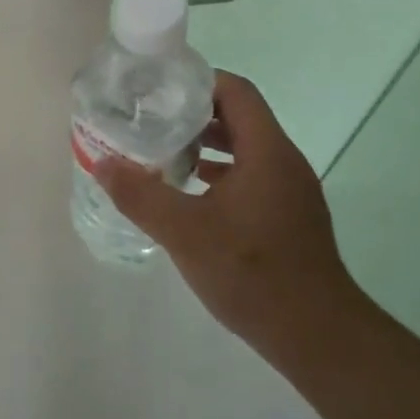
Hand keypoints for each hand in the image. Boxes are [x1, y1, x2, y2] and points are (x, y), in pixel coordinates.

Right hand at [95, 70, 365, 370]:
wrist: (316, 336)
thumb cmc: (252, 273)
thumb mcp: (184, 232)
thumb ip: (141, 195)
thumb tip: (103, 163)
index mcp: (267, 152)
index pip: (235, 92)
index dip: (197, 81)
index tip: (158, 89)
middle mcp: (284, 163)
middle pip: (239, 117)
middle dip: (194, 114)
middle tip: (151, 120)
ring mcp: (290, 192)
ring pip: (245, 150)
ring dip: (206, 146)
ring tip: (163, 154)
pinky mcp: (288, 218)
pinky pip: (251, 177)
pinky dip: (219, 175)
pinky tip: (190, 196)